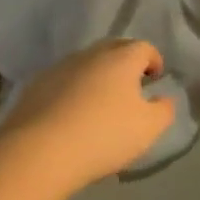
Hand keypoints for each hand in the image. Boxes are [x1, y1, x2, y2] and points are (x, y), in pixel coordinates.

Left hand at [0, 39, 175, 193]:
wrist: (39, 151)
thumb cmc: (104, 135)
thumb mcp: (148, 128)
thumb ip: (164, 110)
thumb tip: (165, 99)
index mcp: (121, 58)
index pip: (144, 47)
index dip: (153, 60)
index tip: (155, 79)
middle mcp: (90, 54)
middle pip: (113, 49)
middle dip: (125, 64)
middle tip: (131, 88)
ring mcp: (59, 68)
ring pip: (86, 65)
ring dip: (97, 77)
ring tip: (100, 105)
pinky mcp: (34, 86)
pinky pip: (62, 82)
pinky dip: (72, 92)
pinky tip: (72, 116)